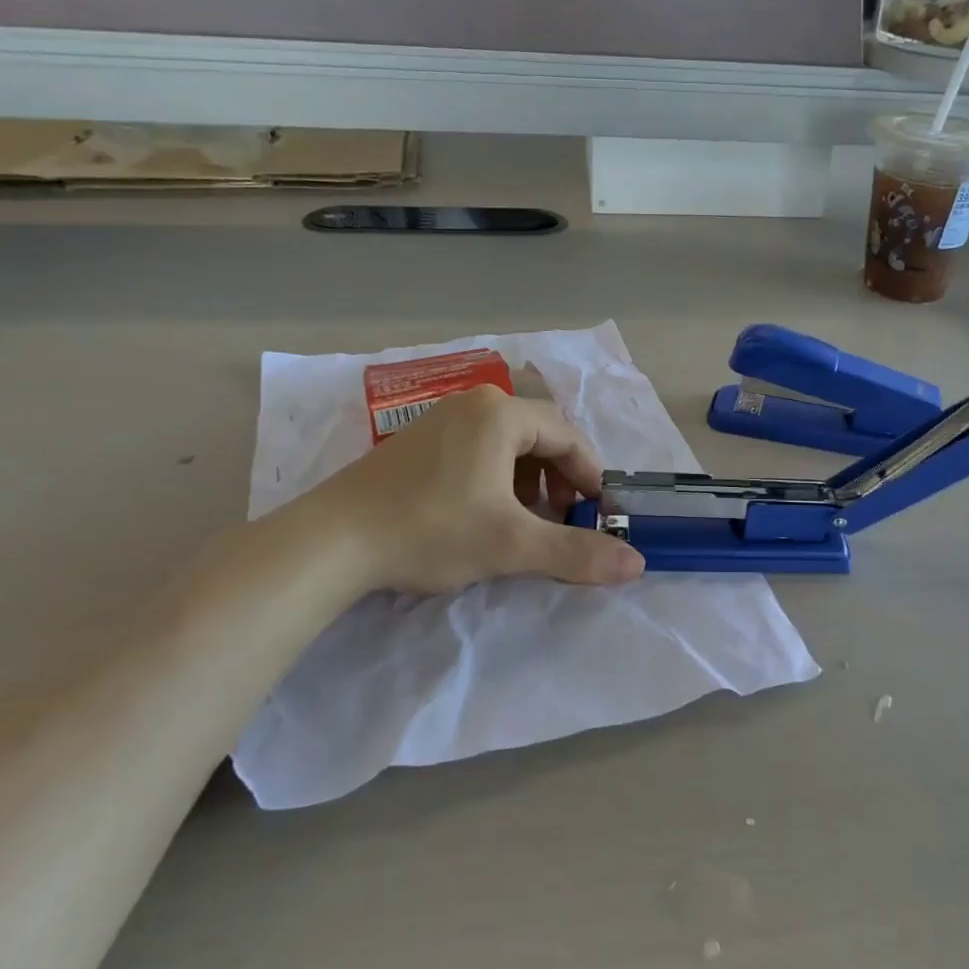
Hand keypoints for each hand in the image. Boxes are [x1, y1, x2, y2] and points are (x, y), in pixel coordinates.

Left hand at [278, 385, 644, 595]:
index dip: (589, 476)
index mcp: (500, 414)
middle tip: (563, 519)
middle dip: (558, 478)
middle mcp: (473, 405)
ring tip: (526, 520)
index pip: (567, 436)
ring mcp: (440, 420)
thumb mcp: (512, 544)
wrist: (331, 542)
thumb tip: (638, 564)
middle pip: (538, 436)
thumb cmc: (431, 530)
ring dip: (528, 480)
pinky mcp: (416, 442)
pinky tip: (484, 514)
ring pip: (506, 444)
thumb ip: (577, 552)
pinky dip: (496, 478)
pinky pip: (476, 450)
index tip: (598, 514)